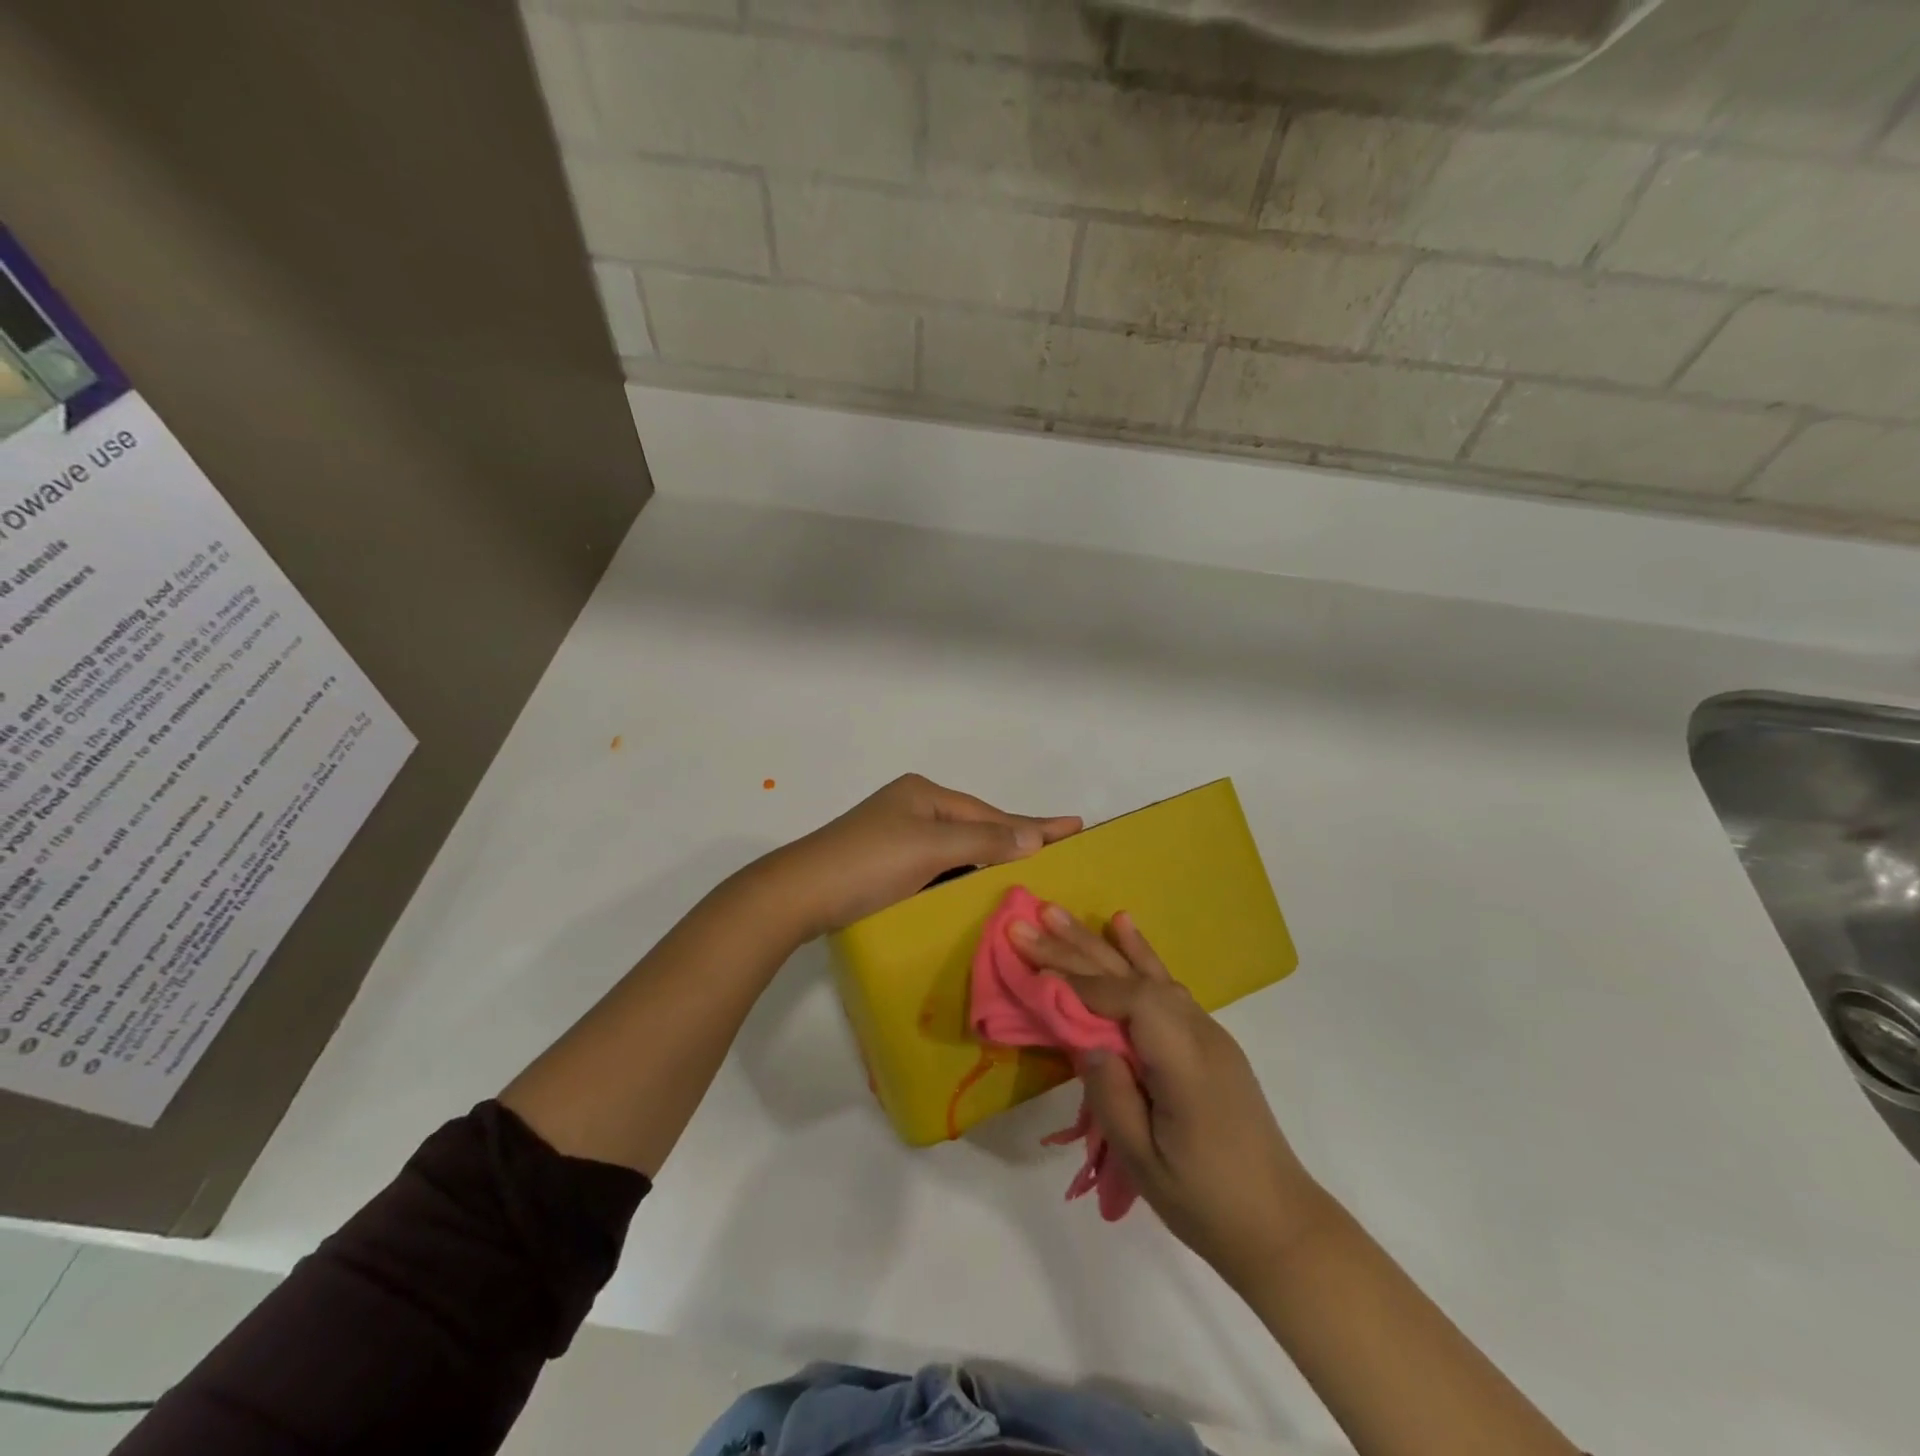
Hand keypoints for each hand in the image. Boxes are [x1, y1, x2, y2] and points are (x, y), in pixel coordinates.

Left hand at [758, 775, 1080, 939]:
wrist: (797, 895)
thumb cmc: (867, 862)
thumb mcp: (930, 847)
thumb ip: (984, 839)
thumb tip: (1035, 836)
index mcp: (924, 794)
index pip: (991, 812)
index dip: (1033, 823)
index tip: (1075, 826)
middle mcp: (913, 808)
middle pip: (976, 827)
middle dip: (1016, 840)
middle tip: (1060, 853)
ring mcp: (897, 836)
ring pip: (958, 849)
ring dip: (990, 861)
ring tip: (1030, 872)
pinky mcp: (886, 865)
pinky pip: (939, 867)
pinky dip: (963, 876)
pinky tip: (980, 888)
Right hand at [1009, 906, 1329, 1286]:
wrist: (1280, 1224)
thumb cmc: (1206, 1201)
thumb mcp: (1145, 1161)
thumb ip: (1110, 1094)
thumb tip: (1085, 1039)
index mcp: (1185, 1062)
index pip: (1128, 1001)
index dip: (1080, 983)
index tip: (1034, 970)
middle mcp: (1198, 1032)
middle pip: (1130, 977)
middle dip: (1075, 950)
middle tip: (1027, 923)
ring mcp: (1206, 1031)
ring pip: (1145, 973)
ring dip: (1098, 943)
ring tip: (1057, 912)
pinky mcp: (1206, 1038)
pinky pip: (1165, 985)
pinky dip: (1138, 953)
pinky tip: (1122, 926)